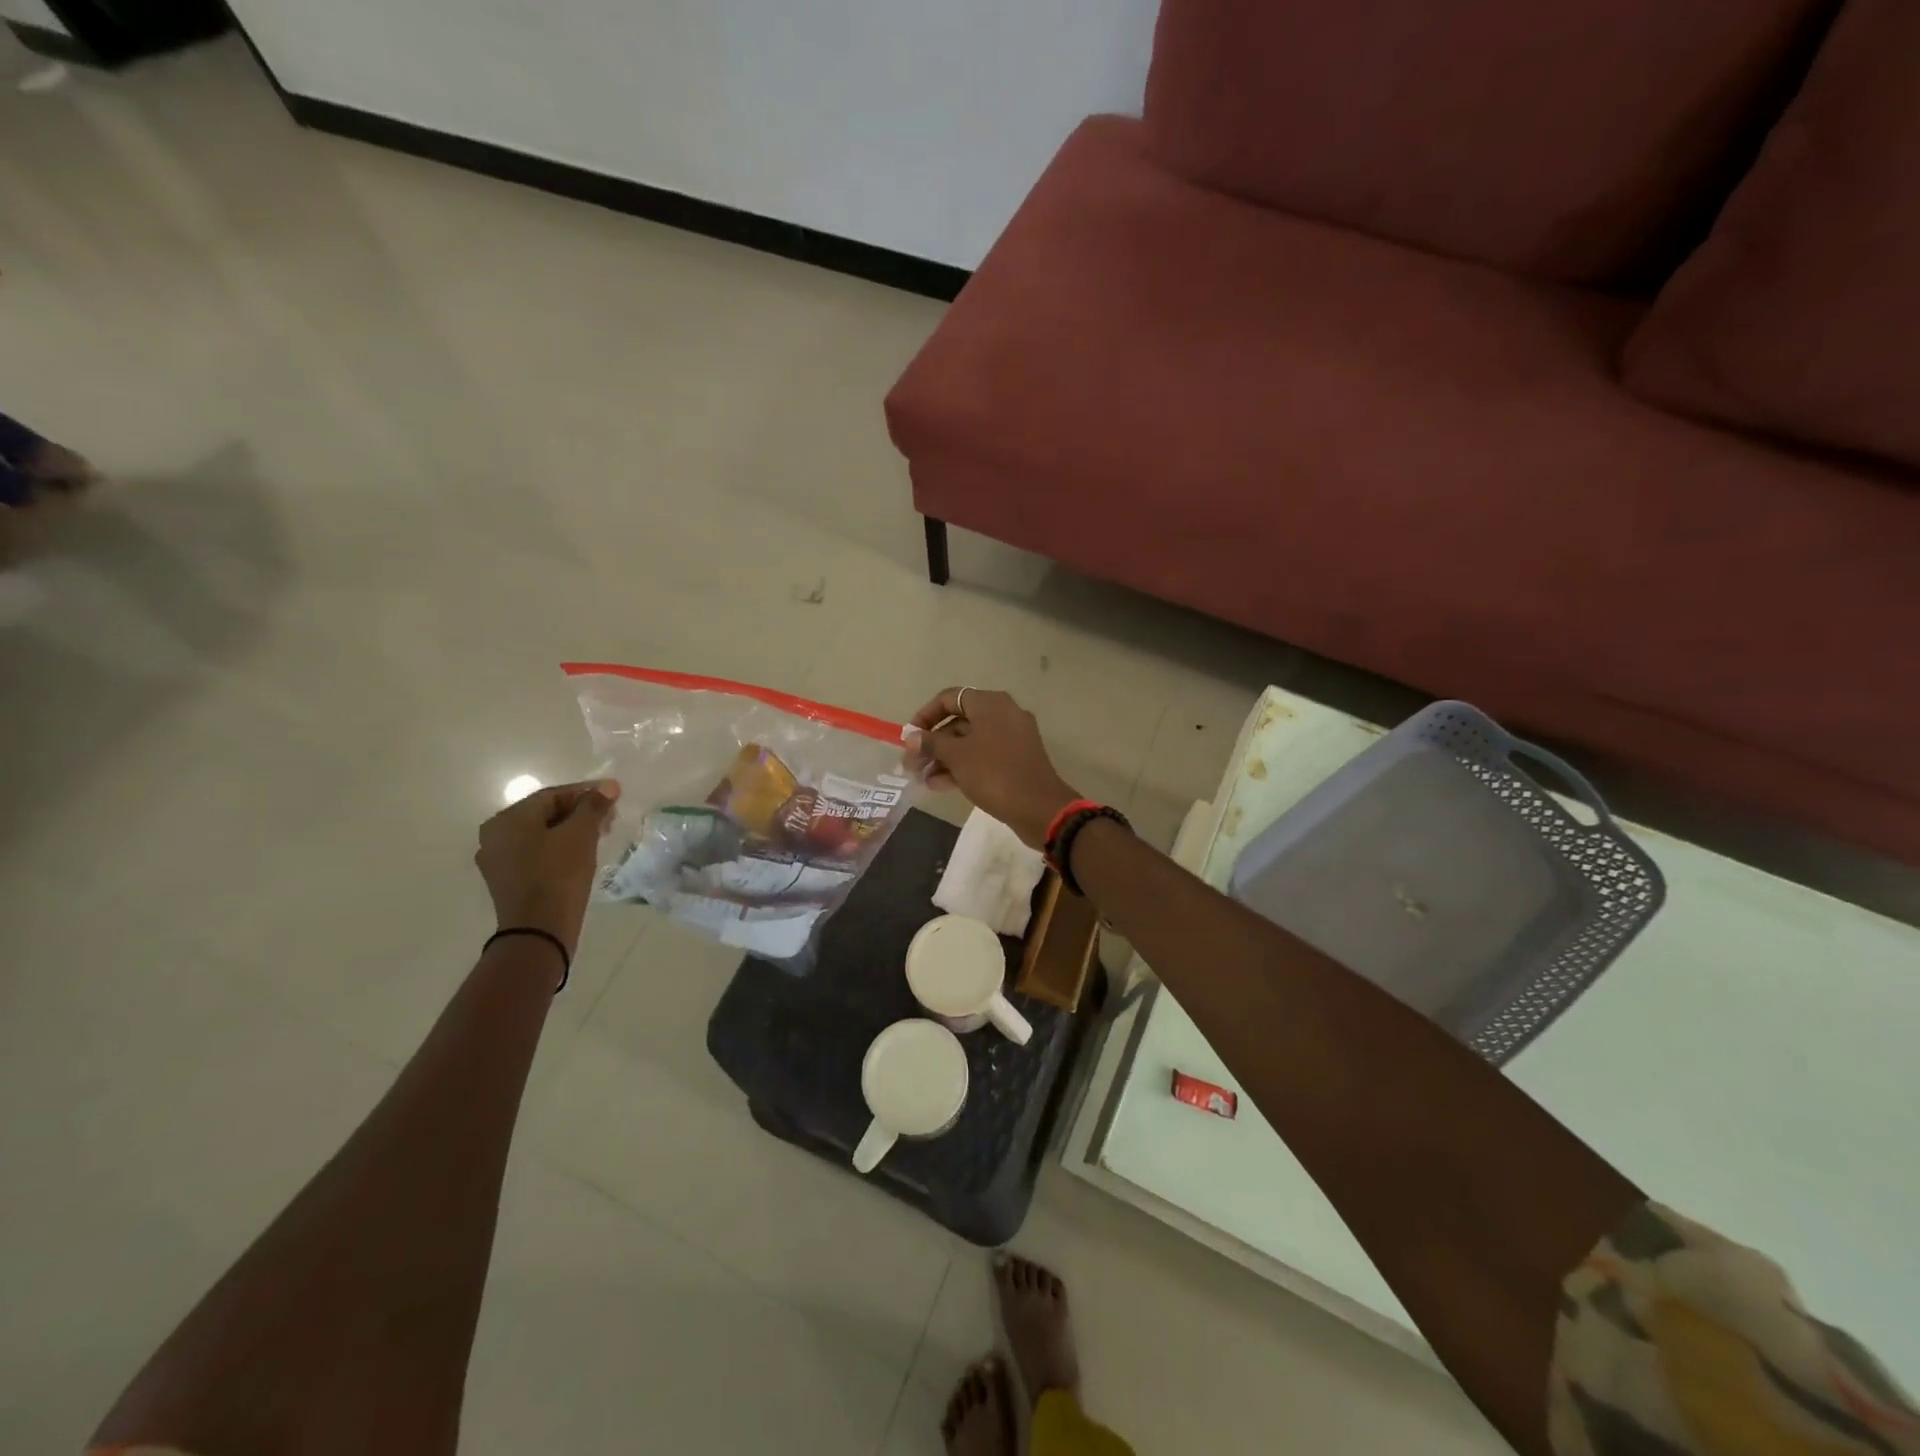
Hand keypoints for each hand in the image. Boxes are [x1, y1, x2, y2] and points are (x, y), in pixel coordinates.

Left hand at [474, 778, 621, 955]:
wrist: (539, 931)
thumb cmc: (558, 874)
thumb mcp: (580, 834)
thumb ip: (593, 806)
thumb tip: (608, 786)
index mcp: (507, 820)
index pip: (552, 795)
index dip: (586, 792)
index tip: (614, 795)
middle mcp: (495, 836)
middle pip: (544, 814)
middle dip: (579, 812)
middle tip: (610, 816)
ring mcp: (498, 861)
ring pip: (541, 835)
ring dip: (571, 830)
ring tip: (600, 835)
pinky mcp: (508, 882)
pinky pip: (536, 854)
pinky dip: (559, 848)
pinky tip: (581, 854)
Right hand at [906, 688, 1078, 847]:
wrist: (1039, 808)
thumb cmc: (994, 773)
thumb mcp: (957, 756)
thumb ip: (931, 743)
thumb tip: (912, 737)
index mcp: (990, 704)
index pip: (949, 698)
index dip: (925, 715)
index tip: (909, 737)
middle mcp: (1003, 713)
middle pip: (959, 722)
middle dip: (933, 743)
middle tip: (912, 764)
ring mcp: (1013, 737)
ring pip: (970, 742)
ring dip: (945, 758)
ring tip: (923, 779)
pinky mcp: (1017, 759)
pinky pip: (984, 756)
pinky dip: (964, 766)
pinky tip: (942, 785)